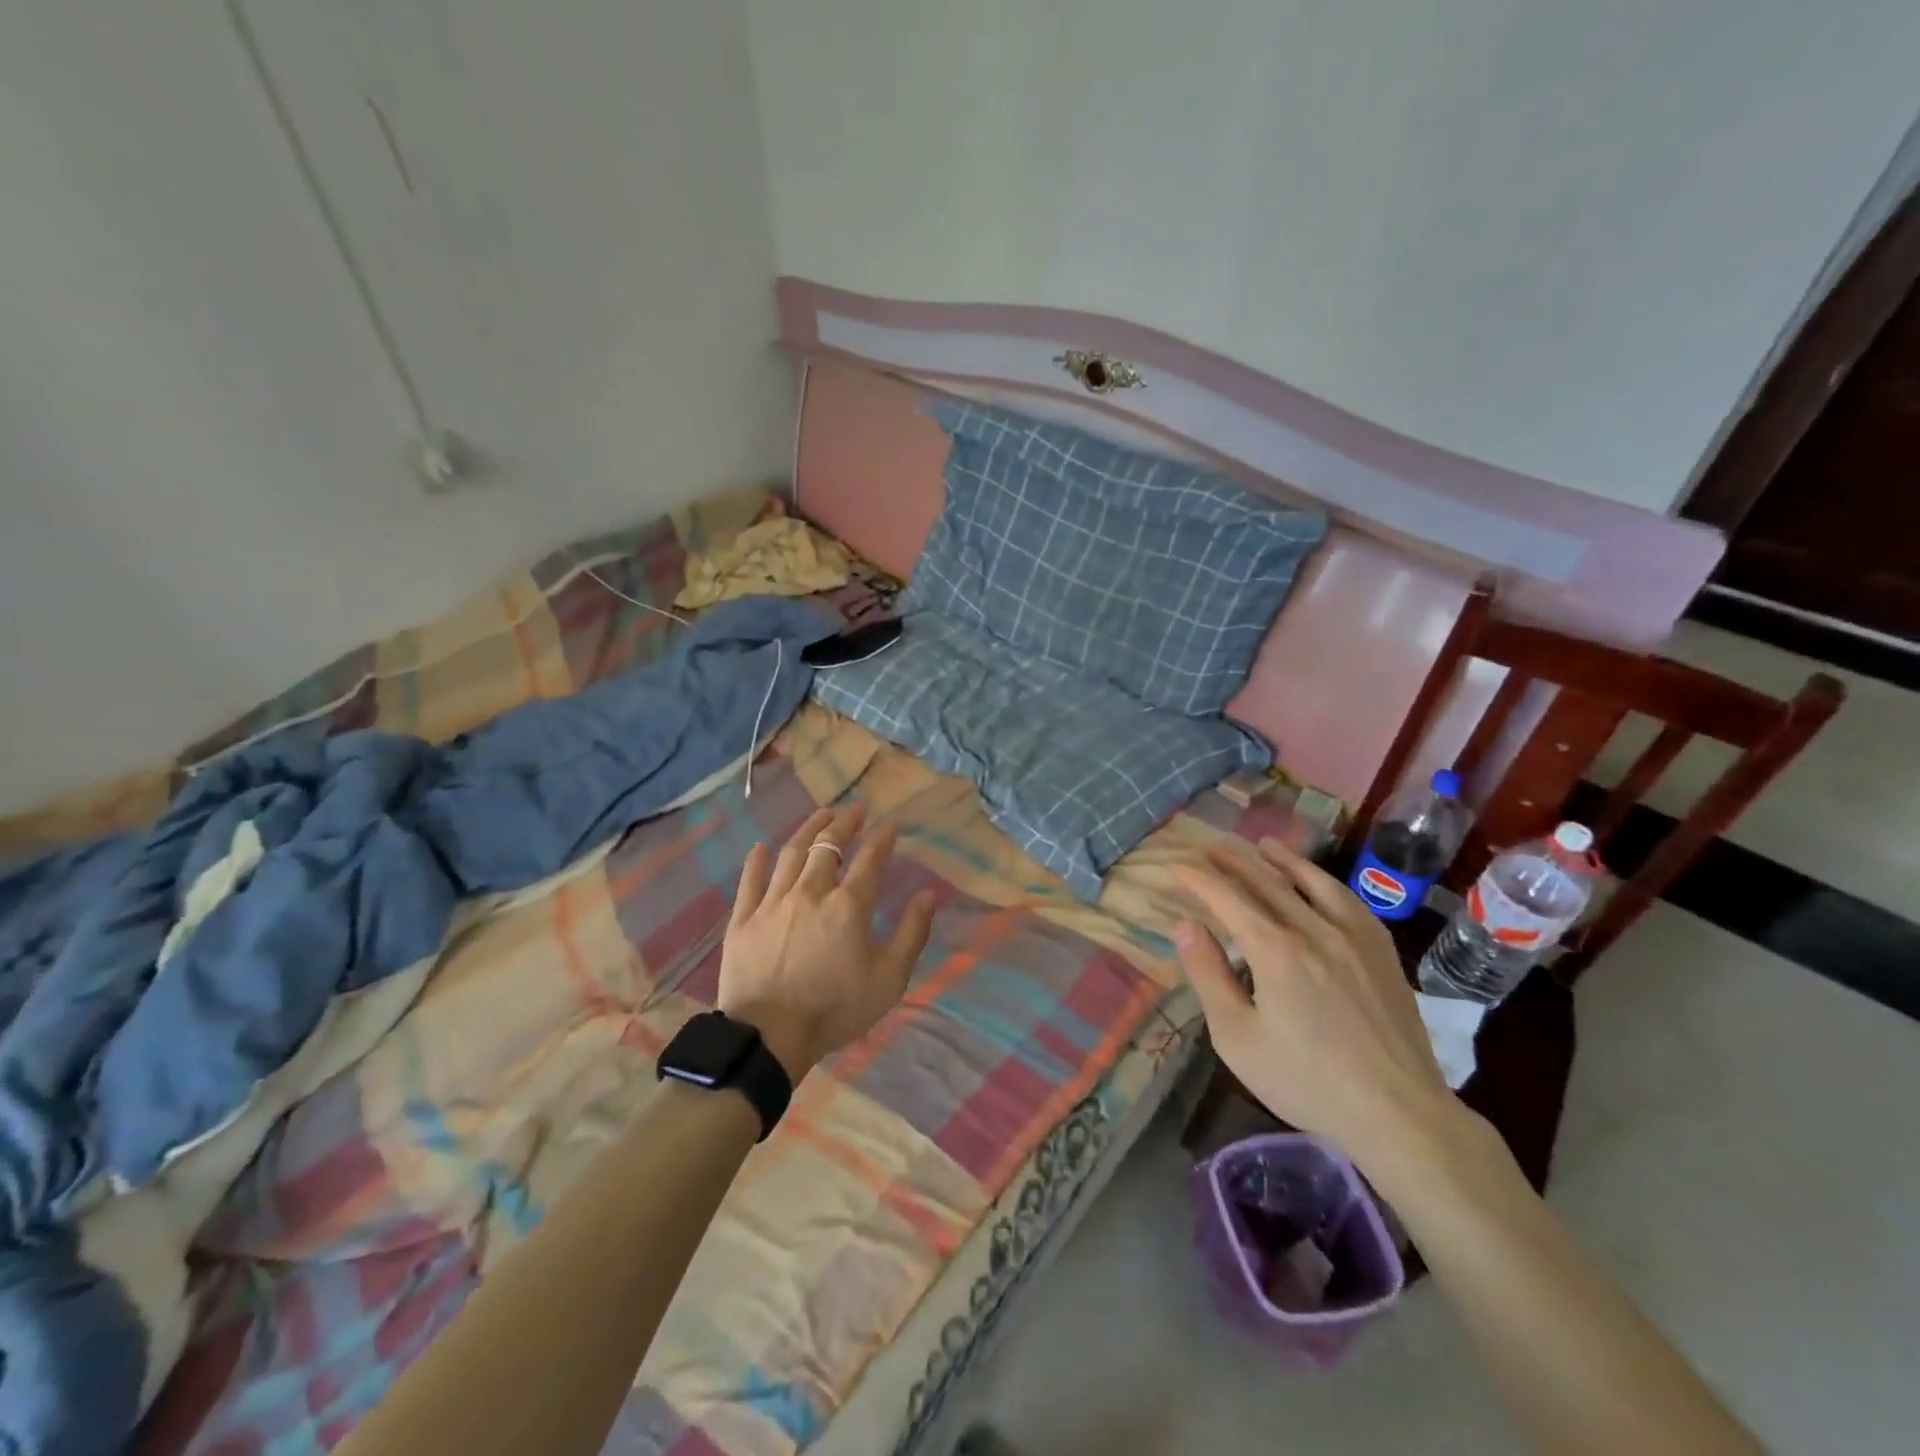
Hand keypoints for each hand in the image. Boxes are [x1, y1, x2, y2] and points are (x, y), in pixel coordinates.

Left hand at [717, 803, 936, 1080]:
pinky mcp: (743, 918)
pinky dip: (757, 860)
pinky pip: (750, 880)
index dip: (882, 838)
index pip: (870, 859)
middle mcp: (810, 892)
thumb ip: (912, 934)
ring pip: (791, 854)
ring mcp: (772, 902)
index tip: (890, 823)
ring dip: (808, 830)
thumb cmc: (834, 1010)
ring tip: (820, 815)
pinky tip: (762, 846)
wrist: (768, 1036)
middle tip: (854, 809)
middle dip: (844, 823)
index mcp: (848, 906)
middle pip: (828, 846)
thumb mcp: (888, 979)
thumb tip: (928, 895)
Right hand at [1173, 837, 1451, 1163]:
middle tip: (1210, 847)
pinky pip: (1348, 900)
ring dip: (1282, 860)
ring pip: (1311, 882)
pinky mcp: (1382, 951)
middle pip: (1267, 882)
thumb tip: (1186, 926)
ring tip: (1262, 844)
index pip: (1228, 899)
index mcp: (1275, 951)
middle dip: (1234, 862)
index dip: (1199, 880)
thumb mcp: (1237, 1037)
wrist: (1399, 1112)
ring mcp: (1354, 936)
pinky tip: (1318, 881)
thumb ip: (1209, 975)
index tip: (1177, 866)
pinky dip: (1324, 881)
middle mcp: (1314, 930)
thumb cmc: (1306, 1080)